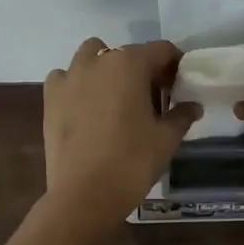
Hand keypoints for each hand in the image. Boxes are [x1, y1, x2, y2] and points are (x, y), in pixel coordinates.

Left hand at [43, 38, 198, 227]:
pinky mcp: (50, 98)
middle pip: (127, 54)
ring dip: (107, 69)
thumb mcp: (167, 139)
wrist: (85, 194)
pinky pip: (66, 78)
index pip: (162, 50)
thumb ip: (182, 115)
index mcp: (130, 64)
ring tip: (116, 99)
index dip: (175, 65)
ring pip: (92, 57)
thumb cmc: (133, 161)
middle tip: (152, 99)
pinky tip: (85, 108)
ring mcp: (69, 77)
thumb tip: (193, 106)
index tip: (181, 86)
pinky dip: (78, 85)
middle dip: (142, 70)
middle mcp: (97, 61)